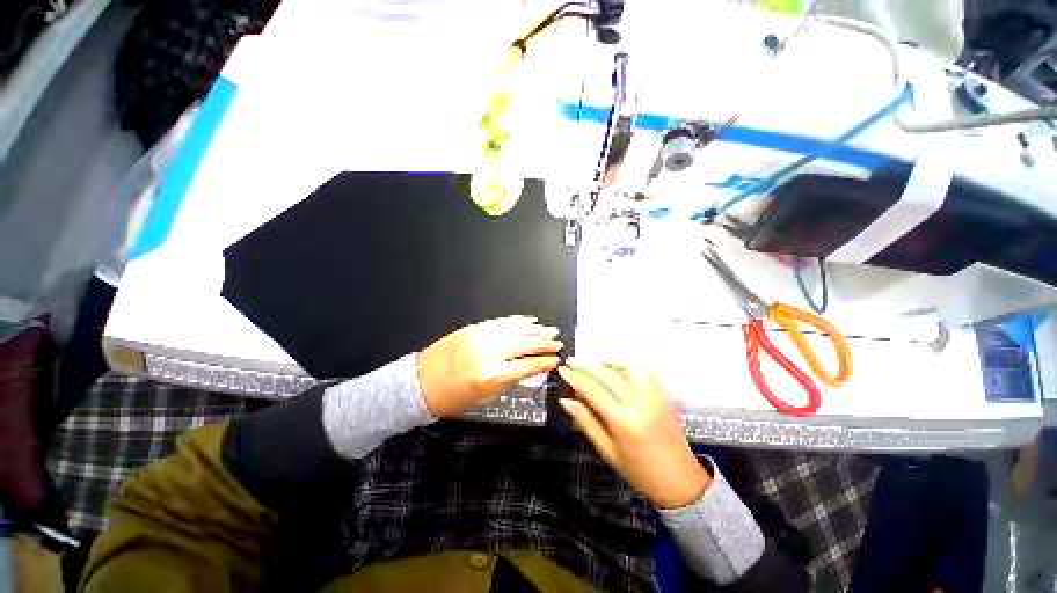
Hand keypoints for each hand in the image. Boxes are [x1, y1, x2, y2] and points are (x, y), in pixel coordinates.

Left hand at [417, 316, 562, 416]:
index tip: (555, 360)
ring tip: (549, 329)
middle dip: (544, 343)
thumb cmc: (451, 398)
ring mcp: (480, 337)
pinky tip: (527, 321)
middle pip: (524, 344)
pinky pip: (500, 322)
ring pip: (514, 330)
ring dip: (534, 330)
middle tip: (558, 341)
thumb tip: (528, 369)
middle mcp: (488, 353)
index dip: (543, 362)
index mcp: (491, 375)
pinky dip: (516, 321)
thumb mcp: (484, 397)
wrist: (419, 383)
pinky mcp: (473, 328)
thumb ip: (509, 381)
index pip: (526, 365)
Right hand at [557, 359, 709, 508]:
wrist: (680, 480)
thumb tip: (566, 400)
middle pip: (606, 374)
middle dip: (585, 365)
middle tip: (570, 361)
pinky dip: (627, 364)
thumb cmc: (639, 471)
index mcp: (622, 421)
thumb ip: (586, 422)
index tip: (562, 370)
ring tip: (591, 363)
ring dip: (605, 362)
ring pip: (625, 366)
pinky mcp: (664, 394)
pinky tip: (617, 366)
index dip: (574, 377)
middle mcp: (639, 402)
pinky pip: (644, 370)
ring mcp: (654, 395)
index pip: (592, 389)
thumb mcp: (607, 451)